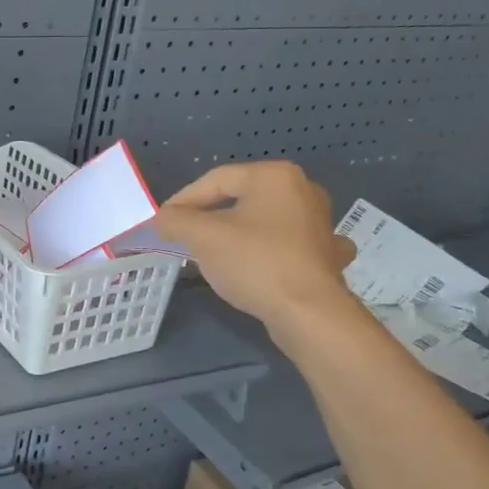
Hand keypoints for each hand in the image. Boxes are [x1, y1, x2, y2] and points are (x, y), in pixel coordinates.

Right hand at [152, 162, 359, 344]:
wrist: (309, 313)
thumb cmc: (255, 263)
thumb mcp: (202, 237)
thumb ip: (175, 221)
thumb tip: (162, 219)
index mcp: (274, 176)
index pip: (216, 180)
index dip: (183, 201)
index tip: (163, 224)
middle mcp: (303, 189)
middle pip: (240, 198)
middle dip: (209, 217)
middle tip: (184, 237)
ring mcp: (319, 222)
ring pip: (264, 221)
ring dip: (238, 233)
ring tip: (215, 252)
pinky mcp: (325, 253)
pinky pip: (287, 244)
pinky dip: (268, 251)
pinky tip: (261, 263)